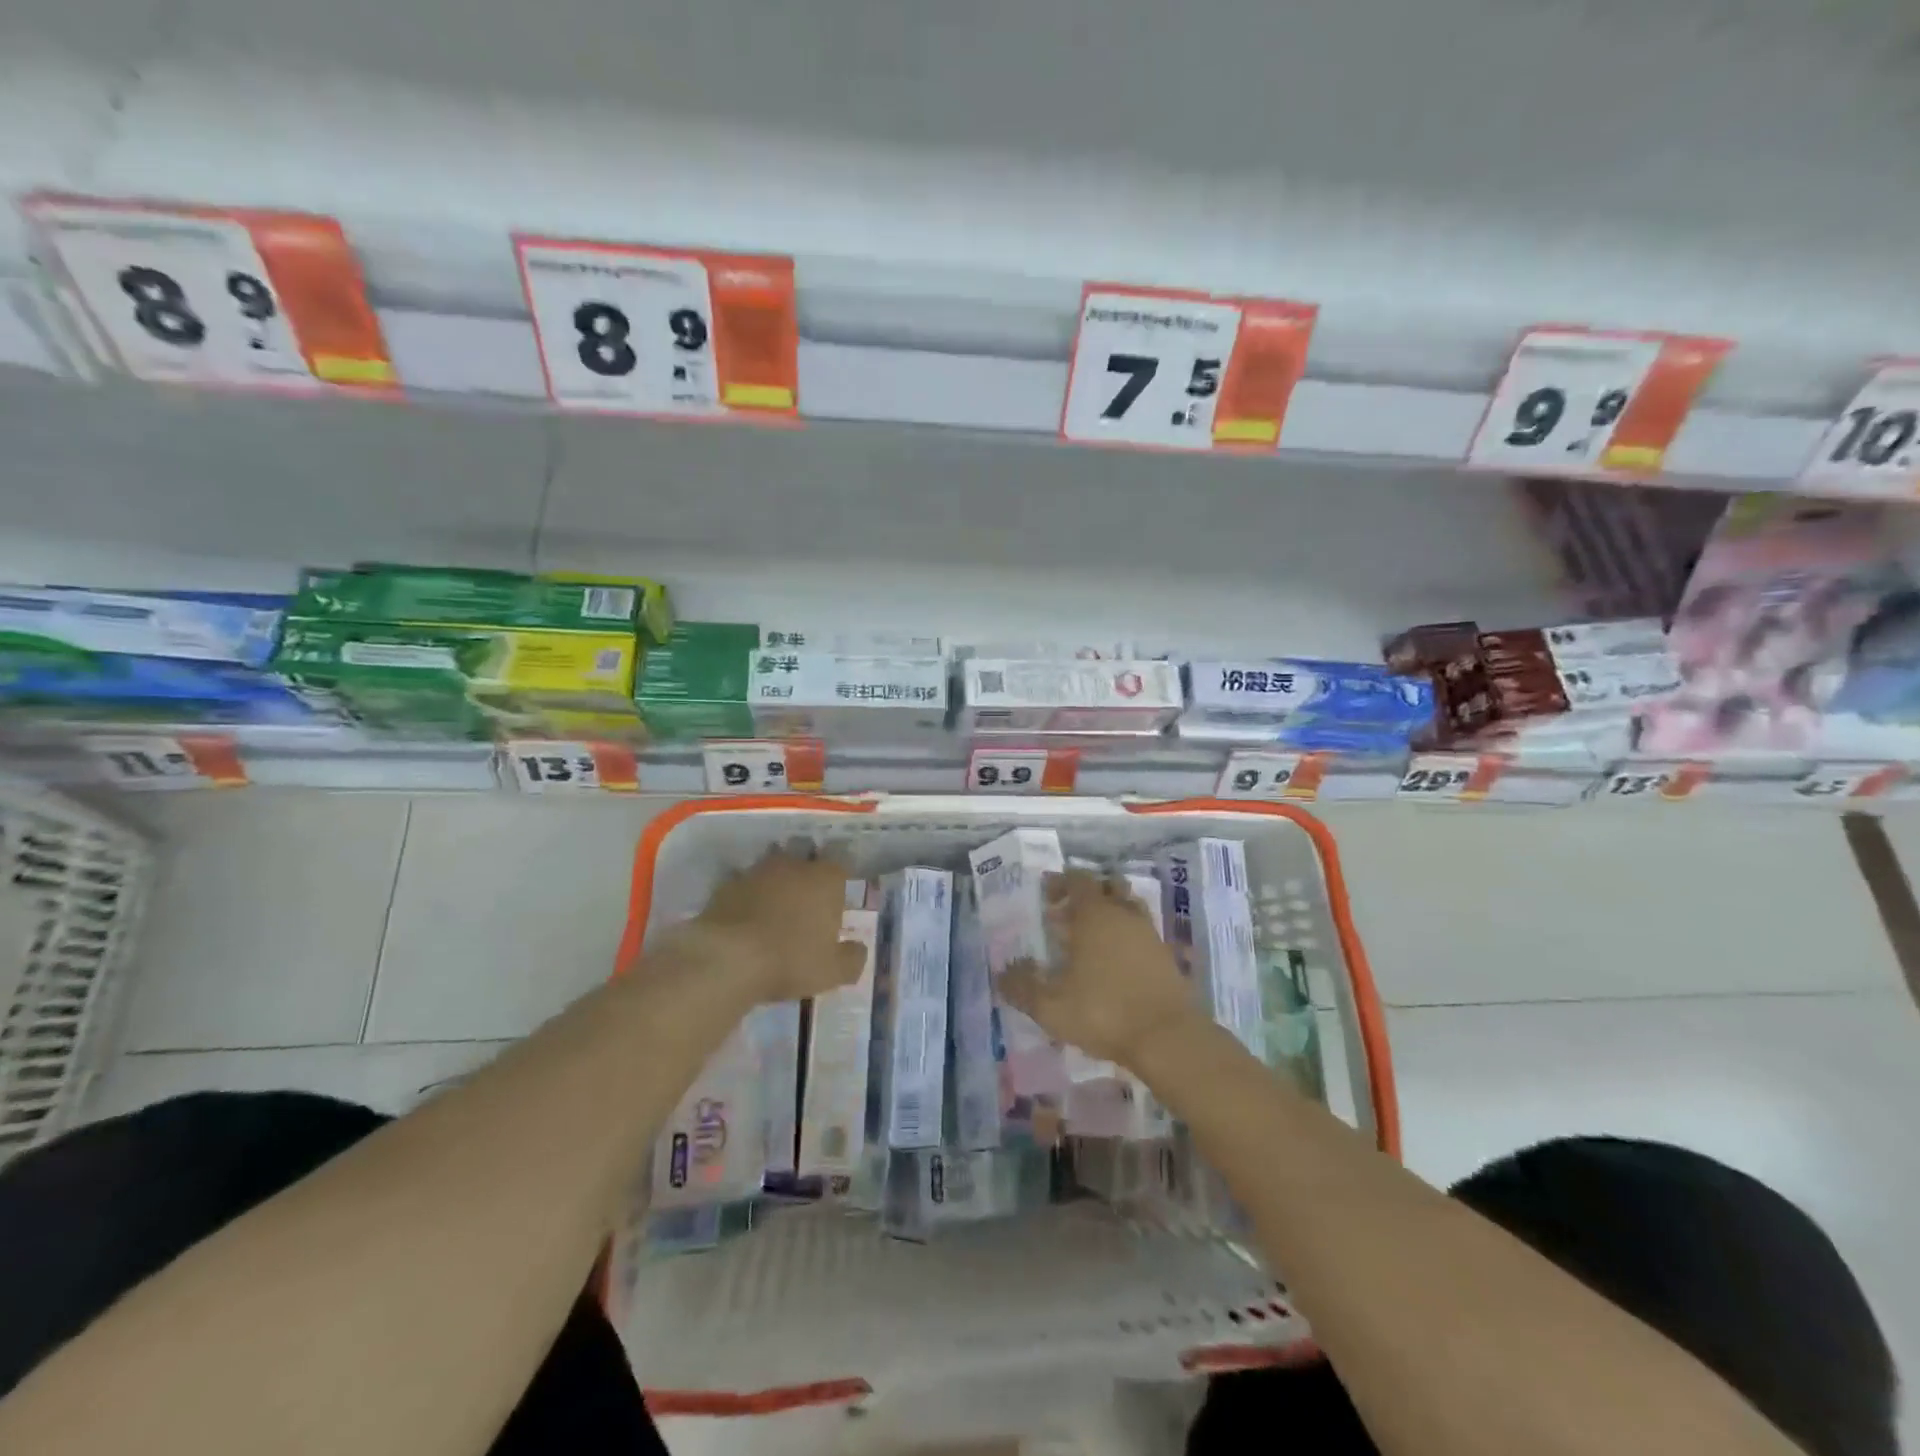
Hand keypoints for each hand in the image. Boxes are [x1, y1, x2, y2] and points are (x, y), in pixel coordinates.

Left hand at [692, 847, 868, 1003]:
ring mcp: (758, 871)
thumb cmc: (791, 959)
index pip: (840, 865)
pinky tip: (745, 922)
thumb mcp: (833, 971)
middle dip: (806, 879)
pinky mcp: (727, 884)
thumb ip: (852, 958)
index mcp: (826, 878)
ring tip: (774, 913)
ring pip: (773, 870)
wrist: (728, 958)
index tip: (835, 902)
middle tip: (805, 908)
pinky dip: (747, 898)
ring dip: (775, 886)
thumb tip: (858, 949)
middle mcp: (794, 865)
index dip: (839, 882)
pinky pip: (744, 886)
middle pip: (805, 862)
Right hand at [1001, 868, 1201, 1067]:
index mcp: (1094, 914)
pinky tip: (1115, 963)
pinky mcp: (1167, 956)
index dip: (1061, 882)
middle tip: (1067, 915)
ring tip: (1090, 939)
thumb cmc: (1103, 1012)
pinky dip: (1127, 937)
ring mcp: (1149, 933)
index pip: (1078, 879)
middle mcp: (1123, 914)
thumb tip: (1002, 974)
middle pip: (1108, 886)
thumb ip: (1023, 987)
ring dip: (1110, 914)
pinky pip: (1142, 933)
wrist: (1168, 1037)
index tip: (1046, 896)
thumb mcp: (1051, 1006)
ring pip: (1128, 907)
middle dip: (1087, 894)